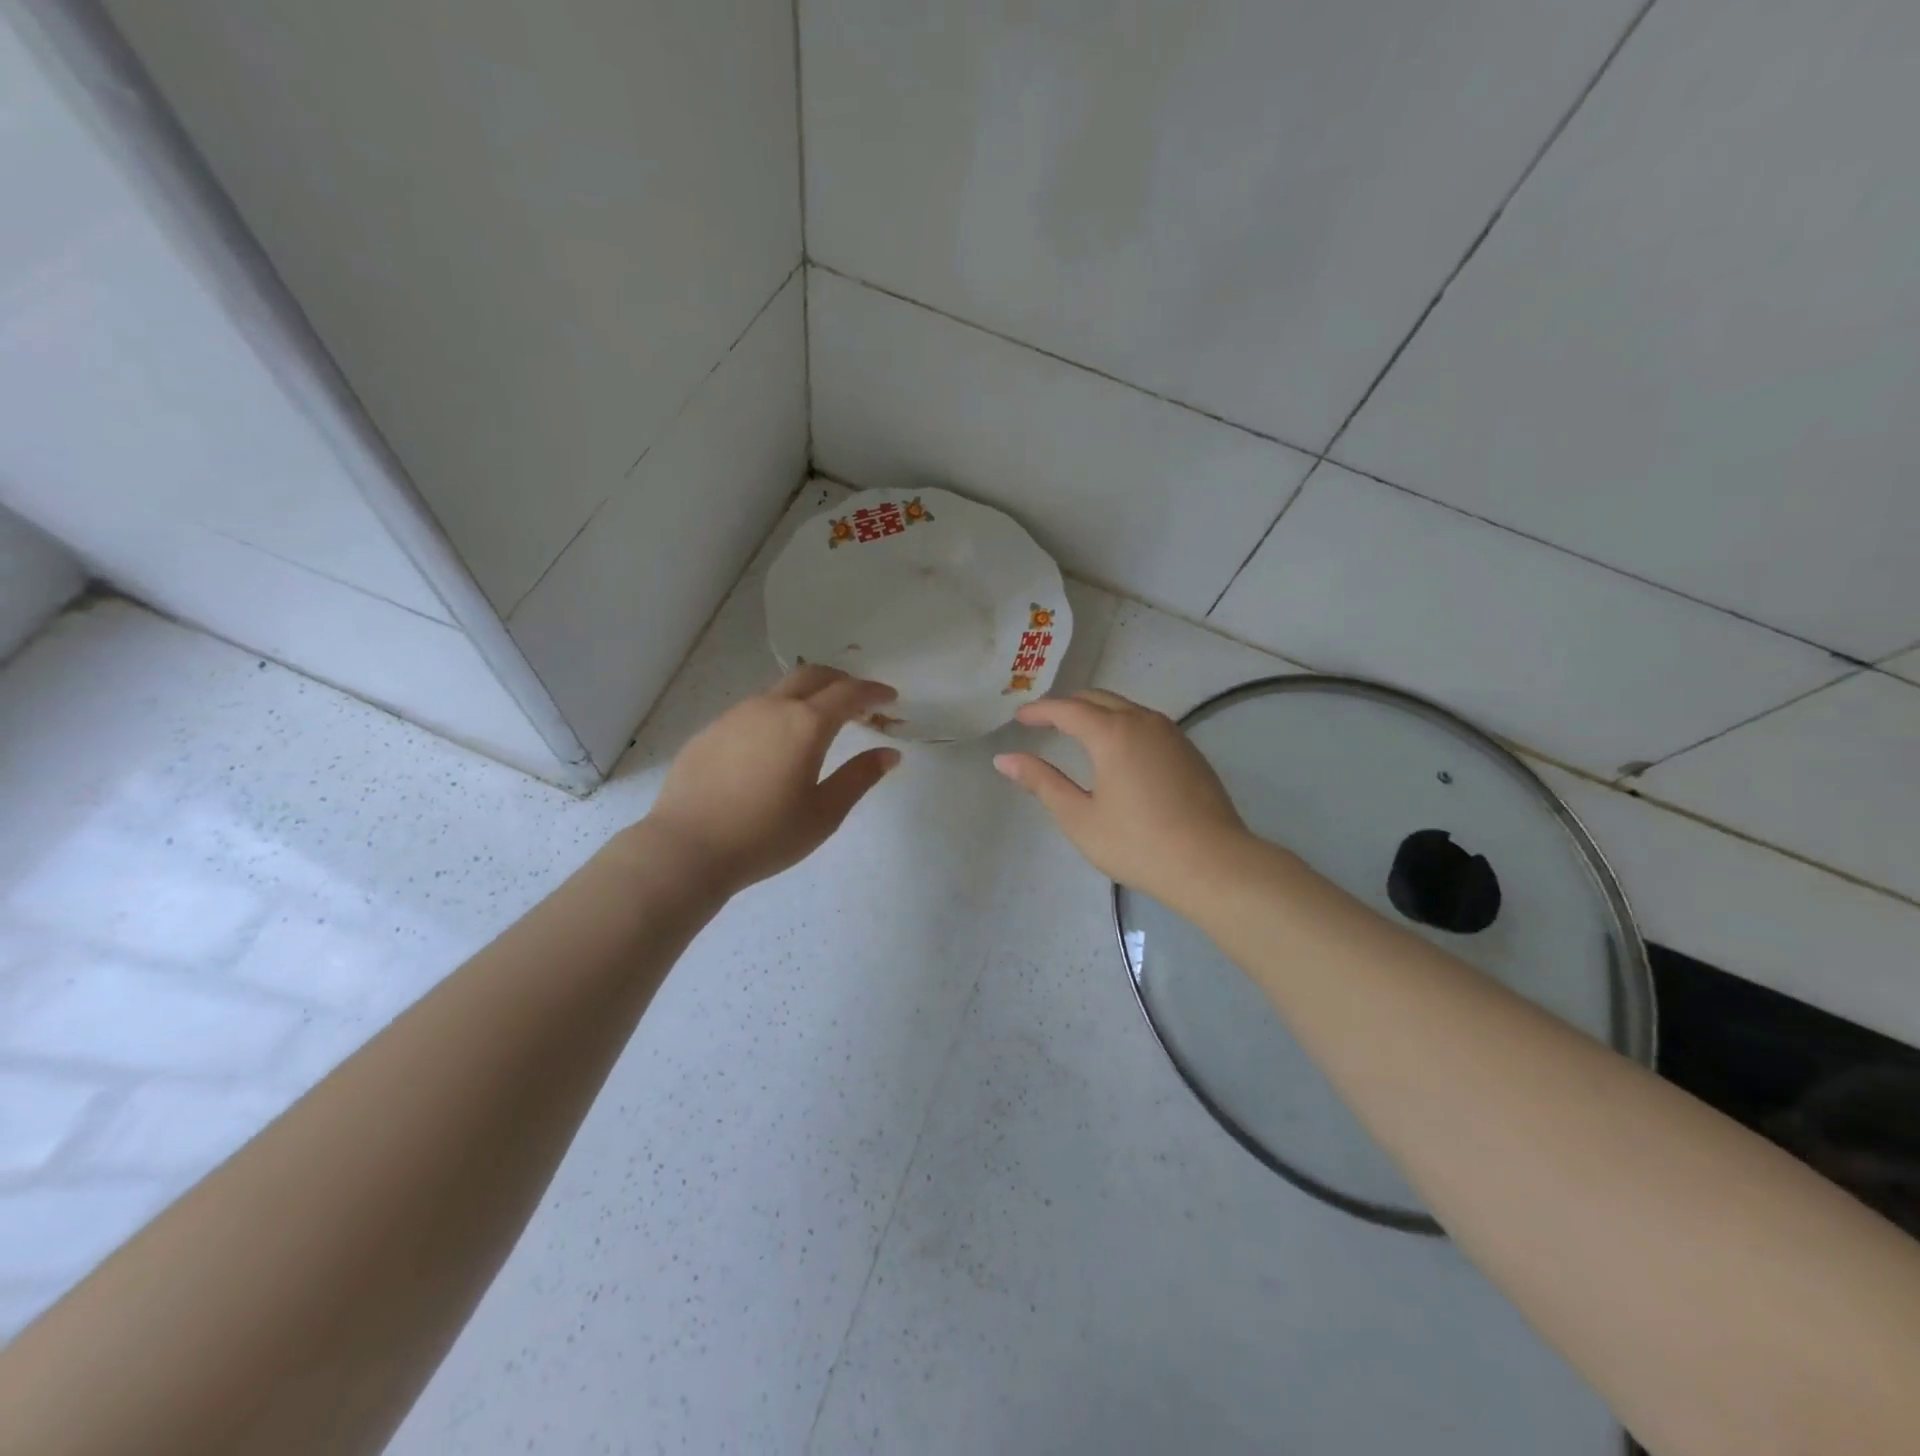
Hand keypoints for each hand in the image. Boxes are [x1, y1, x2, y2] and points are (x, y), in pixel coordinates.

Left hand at [637, 665, 900, 894]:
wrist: (686, 849)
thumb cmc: (765, 836)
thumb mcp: (824, 813)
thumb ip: (860, 777)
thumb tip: (890, 754)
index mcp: (806, 724)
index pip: (848, 693)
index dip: (873, 691)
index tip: (890, 697)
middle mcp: (771, 708)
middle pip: (812, 675)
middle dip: (841, 680)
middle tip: (858, 701)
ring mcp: (735, 716)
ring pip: (779, 691)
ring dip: (807, 697)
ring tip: (818, 724)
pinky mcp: (710, 731)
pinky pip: (752, 712)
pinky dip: (776, 715)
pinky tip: (773, 747)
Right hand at [993, 690, 1261, 906]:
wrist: (1213, 864)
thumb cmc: (1138, 844)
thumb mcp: (1080, 817)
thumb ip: (1042, 782)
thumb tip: (1005, 759)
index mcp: (1112, 733)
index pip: (1067, 709)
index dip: (1039, 711)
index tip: (1019, 718)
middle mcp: (1143, 721)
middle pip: (1098, 699)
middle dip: (1067, 706)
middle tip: (1043, 723)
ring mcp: (1171, 734)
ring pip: (1126, 708)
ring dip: (1097, 713)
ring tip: (1076, 733)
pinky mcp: (1189, 751)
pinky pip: (1147, 723)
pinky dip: (1122, 725)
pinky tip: (1118, 751)